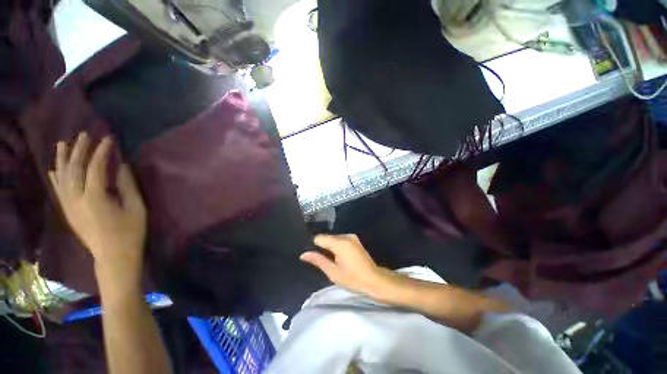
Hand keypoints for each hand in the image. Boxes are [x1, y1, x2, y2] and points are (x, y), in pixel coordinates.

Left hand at [48, 132, 146, 285]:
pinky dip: (55, 177)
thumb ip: (127, 185)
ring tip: (64, 143)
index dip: (102, 151)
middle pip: (74, 169)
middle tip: (85, 134)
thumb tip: (122, 165)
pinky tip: (53, 168)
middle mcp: (76, 199)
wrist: (113, 257)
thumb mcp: (136, 208)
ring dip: (63, 159)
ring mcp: (69, 206)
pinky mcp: (68, 212)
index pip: (95, 167)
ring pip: (61, 177)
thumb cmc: (130, 232)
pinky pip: (58, 190)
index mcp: (95, 198)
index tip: (109, 138)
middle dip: (79, 149)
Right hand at [300, 234, 392, 295]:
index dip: (315, 247)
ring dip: (330, 247)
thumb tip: (303, 254)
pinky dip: (337, 246)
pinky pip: (340, 240)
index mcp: (340, 243)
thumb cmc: (353, 279)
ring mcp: (352, 237)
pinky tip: (339, 257)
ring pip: (333, 239)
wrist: (374, 280)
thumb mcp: (333, 272)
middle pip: (327, 237)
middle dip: (323, 247)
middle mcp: (346, 236)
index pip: (319, 238)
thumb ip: (318, 260)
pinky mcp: (355, 239)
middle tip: (325, 261)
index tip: (315, 257)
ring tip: (332, 261)